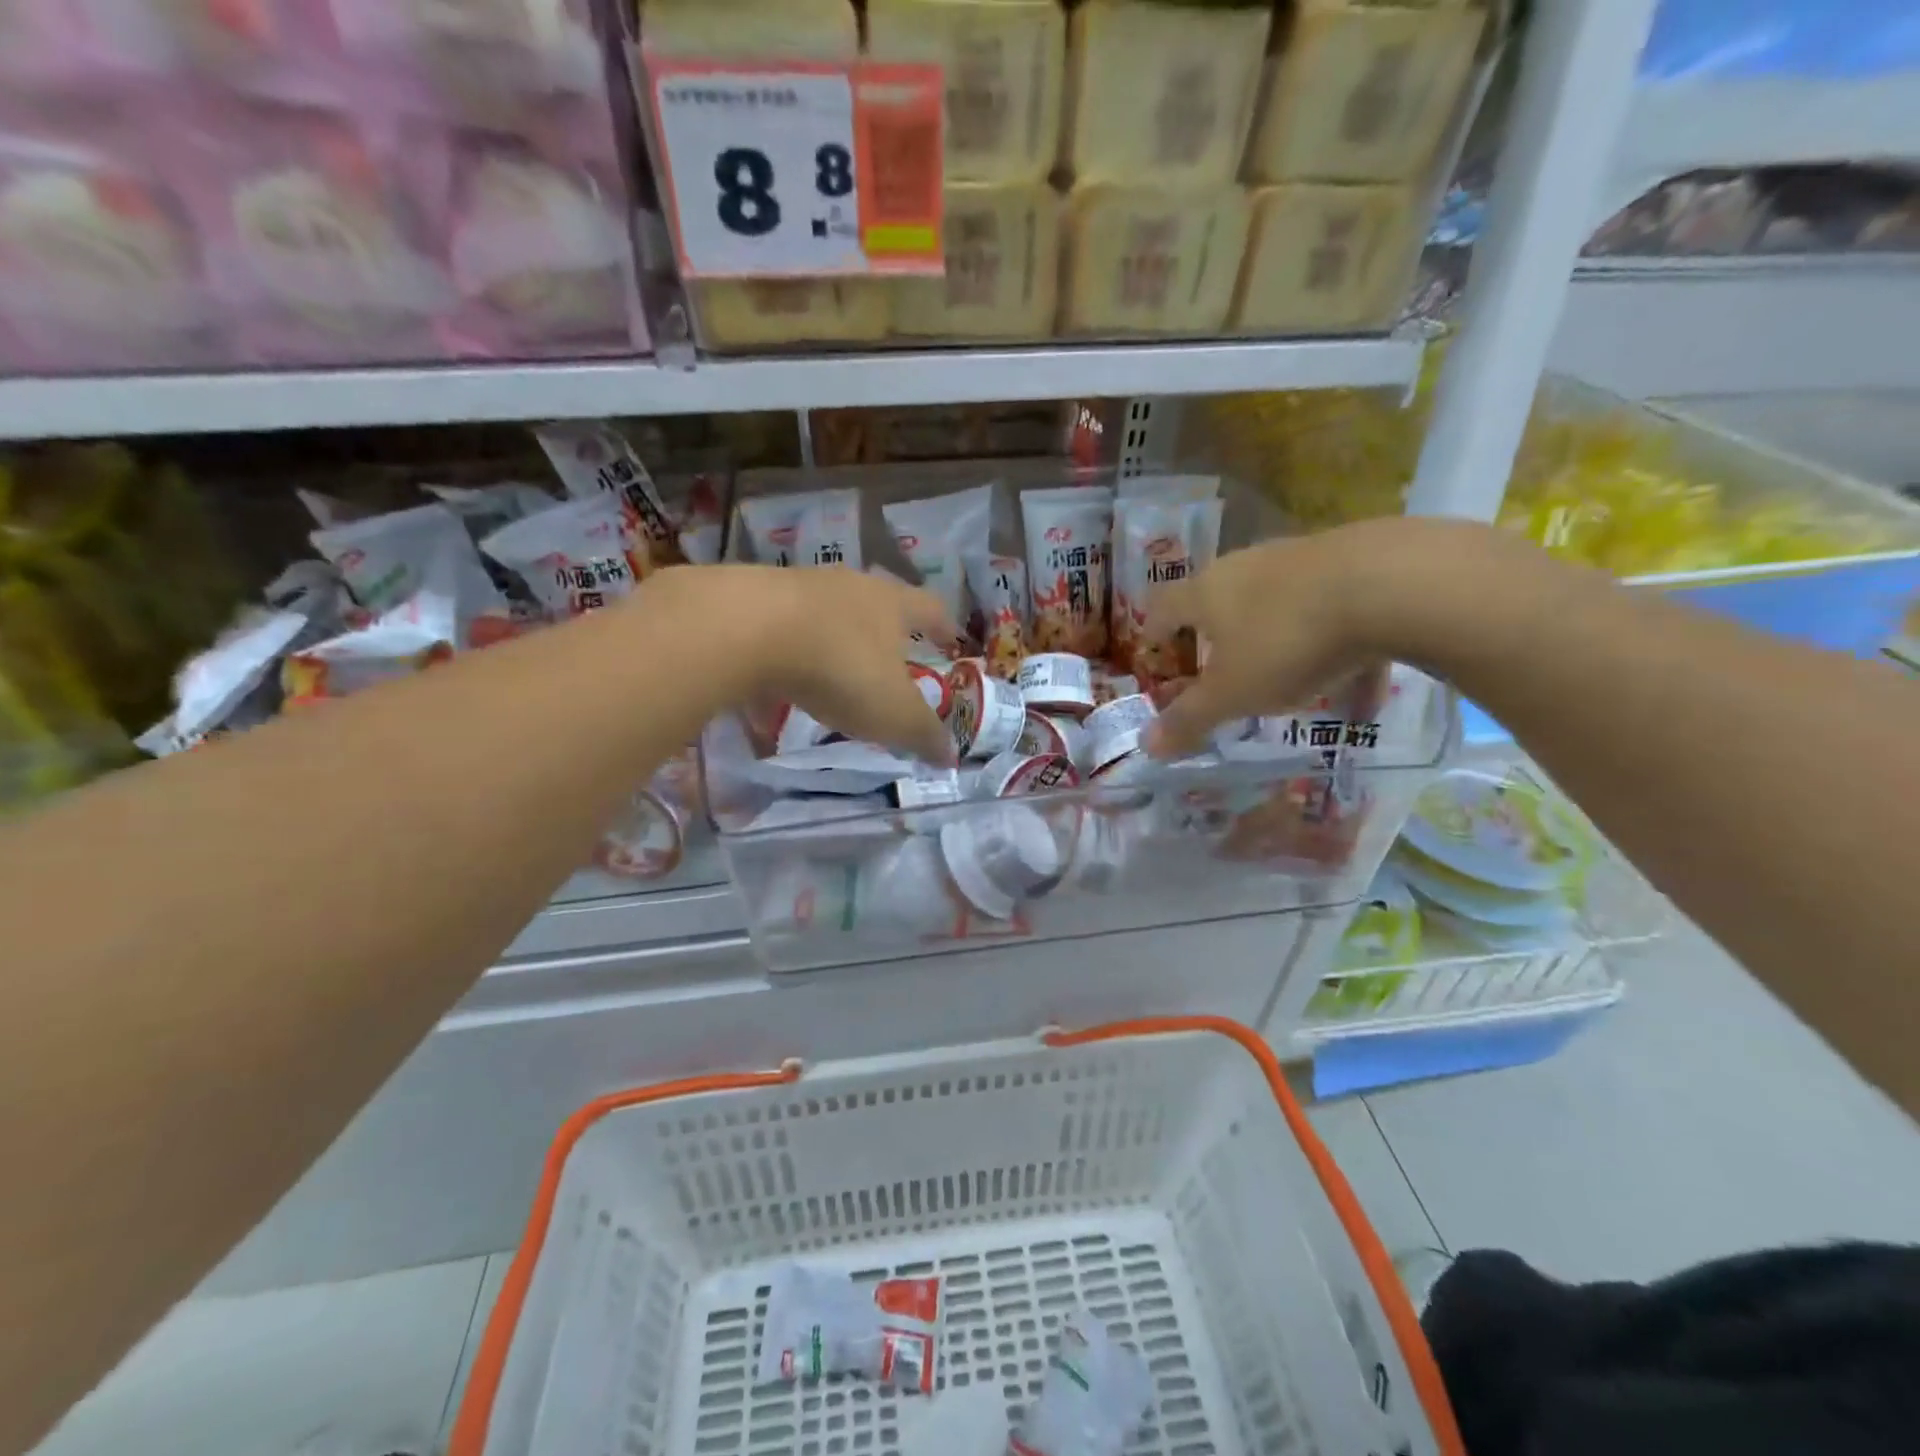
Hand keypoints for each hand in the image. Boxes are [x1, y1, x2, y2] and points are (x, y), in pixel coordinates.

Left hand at [661, 564, 958, 763]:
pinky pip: (781, 632)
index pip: (930, 609)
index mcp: (891, 604)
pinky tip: (777, 688)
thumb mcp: (892, 713)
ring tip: (832, 675)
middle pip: (877, 603)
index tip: (952, 640)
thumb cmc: (841, 668)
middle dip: (886, 632)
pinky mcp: (755, 602)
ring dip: (834, 643)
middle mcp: (849, 586)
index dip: (944, 627)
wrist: (747, 630)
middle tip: (891, 658)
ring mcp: (800, 588)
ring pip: (827, 615)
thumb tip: (950, 757)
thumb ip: (922, 734)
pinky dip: (788, 657)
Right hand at [1143, 517, 1521, 757]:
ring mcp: (1302, 560)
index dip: (1154, 630)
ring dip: (1277, 642)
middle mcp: (1248, 567)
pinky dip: (1339, 652)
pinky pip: (1336, 615)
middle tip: (1219, 669)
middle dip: (1218, 636)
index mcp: (1208, 592)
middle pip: (1220, 599)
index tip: (1154, 653)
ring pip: (1279, 605)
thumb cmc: (1286, 642)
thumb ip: (1190, 720)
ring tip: (1291, 684)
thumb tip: (1146, 746)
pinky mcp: (1356, 563)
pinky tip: (1363, 695)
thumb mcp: (1232, 693)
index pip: (1164, 606)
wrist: (1390, 584)